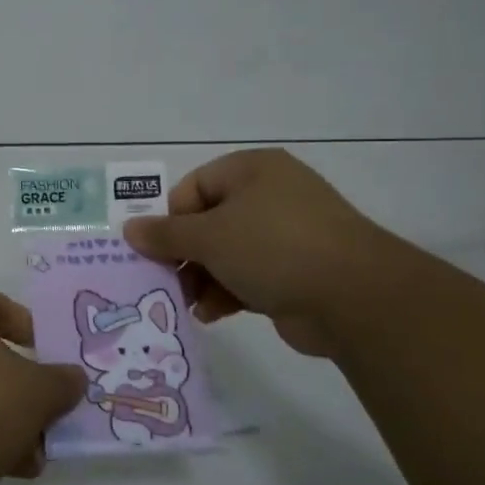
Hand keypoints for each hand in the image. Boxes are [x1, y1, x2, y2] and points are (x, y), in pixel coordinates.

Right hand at [122, 149, 396, 356]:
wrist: (355, 297)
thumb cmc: (273, 247)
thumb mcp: (210, 236)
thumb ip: (166, 234)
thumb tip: (129, 229)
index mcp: (252, 170)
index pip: (193, 187)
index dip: (169, 218)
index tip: (154, 250)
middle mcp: (270, 195)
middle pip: (208, 222)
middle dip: (184, 255)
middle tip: (163, 281)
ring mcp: (286, 234)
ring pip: (226, 253)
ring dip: (202, 278)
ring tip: (185, 304)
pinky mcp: (296, 270)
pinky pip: (248, 276)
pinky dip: (227, 292)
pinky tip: (211, 315)